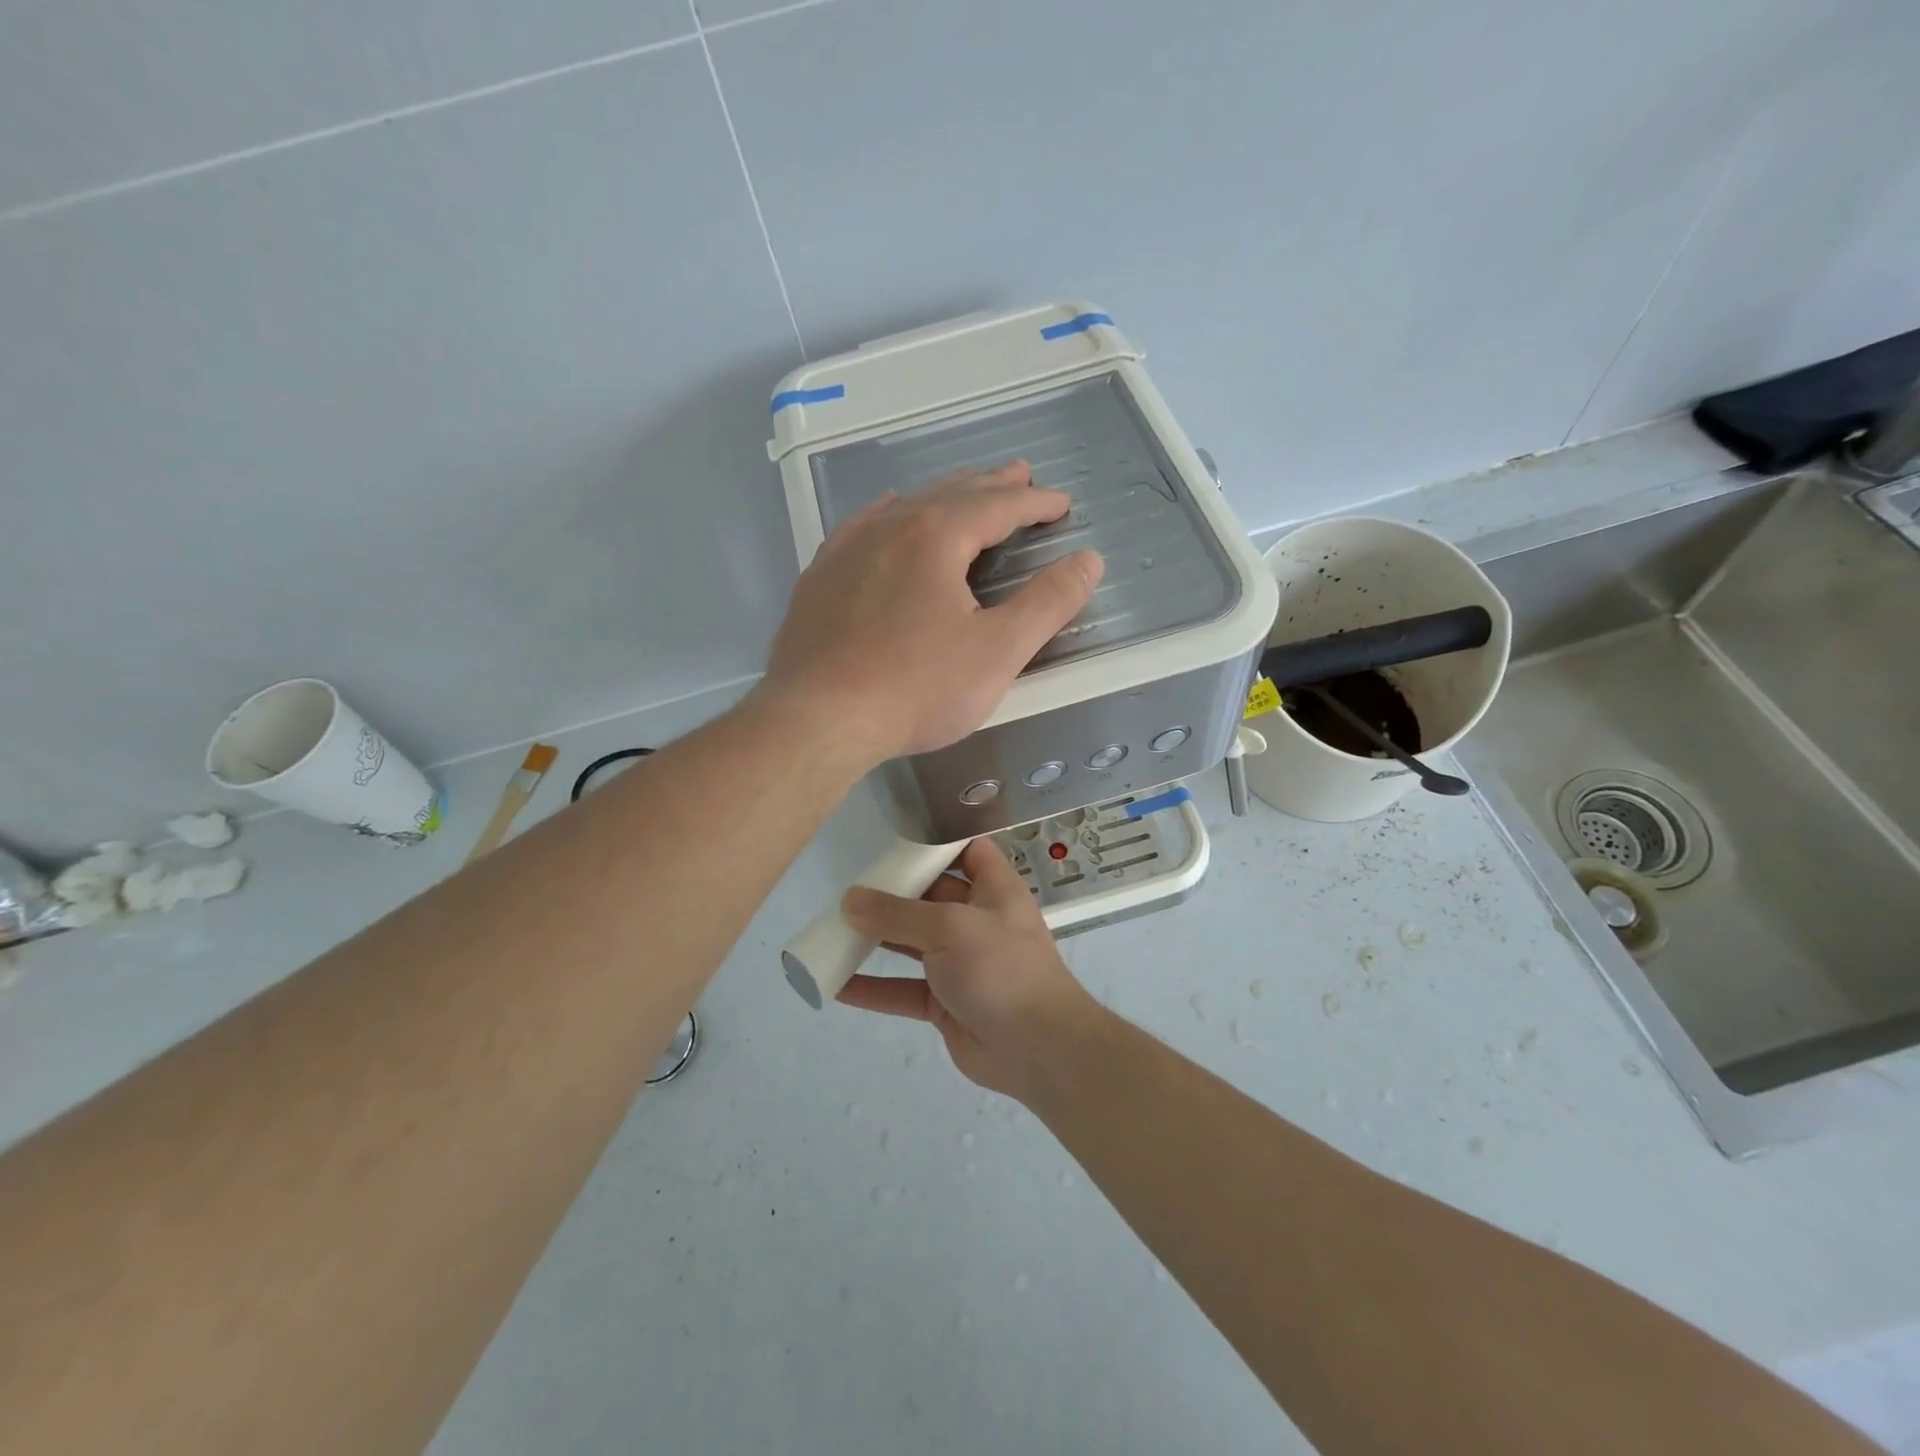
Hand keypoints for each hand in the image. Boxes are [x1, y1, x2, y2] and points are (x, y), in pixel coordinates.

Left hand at [758, 462, 1103, 760]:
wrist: (818, 718)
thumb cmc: (916, 688)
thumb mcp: (998, 651)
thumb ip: (1047, 603)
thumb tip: (1089, 560)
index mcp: (936, 536)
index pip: (998, 507)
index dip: (1035, 503)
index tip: (1061, 503)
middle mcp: (889, 527)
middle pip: (951, 495)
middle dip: (990, 486)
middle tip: (1019, 475)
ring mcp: (847, 549)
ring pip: (905, 507)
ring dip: (943, 496)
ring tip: (964, 490)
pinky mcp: (820, 577)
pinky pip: (862, 527)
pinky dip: (890, 514)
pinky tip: (888, 513)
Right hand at [837, 839, 1103, 1100]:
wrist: (1038, 1049)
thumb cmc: (1002, 969)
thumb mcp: (950, 928)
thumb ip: (898, 914)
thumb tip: (850, 900)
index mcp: (993, 889)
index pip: (968, 850)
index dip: (937, 842)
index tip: (895, 840)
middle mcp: (977, 921)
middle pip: (930, 897)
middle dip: (893, 893)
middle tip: (849, 889)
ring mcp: (961, 963)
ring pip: (912, 944)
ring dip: (877, 939)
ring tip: (833, 931)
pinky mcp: (945, 1002)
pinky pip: (904, 989)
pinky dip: (874, 987)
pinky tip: (838, 984)